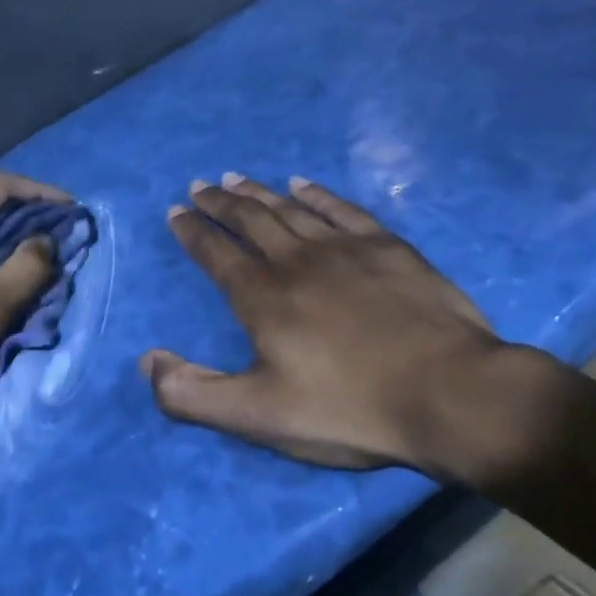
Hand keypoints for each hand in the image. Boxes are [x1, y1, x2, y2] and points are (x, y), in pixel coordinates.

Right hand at [140, 174, 526, 480]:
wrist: (449, 394)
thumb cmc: (348, 409)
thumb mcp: (257, 416)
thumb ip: (192, 393)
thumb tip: (147, 360)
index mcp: (262, 298)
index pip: (216, 254)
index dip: (192, 232)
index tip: (176, 211)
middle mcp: (297, 261)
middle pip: (250, 220)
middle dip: (219, 203)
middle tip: (200, 185)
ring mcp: (346, 249)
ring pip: (291, 208)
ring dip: (259, 192)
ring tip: (236, 178)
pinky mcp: (388, 248)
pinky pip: (342, 208)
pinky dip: (317, 193)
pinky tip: (304, 182)